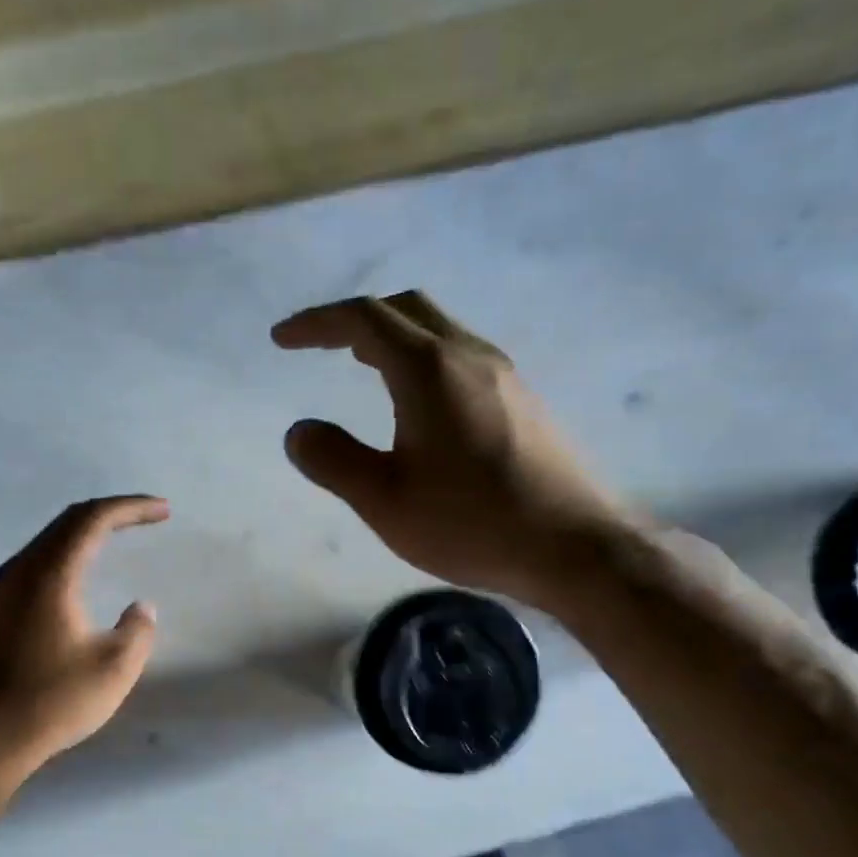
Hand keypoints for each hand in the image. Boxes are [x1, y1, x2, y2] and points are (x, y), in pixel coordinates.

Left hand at [0, 495, 167, 785]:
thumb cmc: (51, 701)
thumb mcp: (114, 669)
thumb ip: (138, 630)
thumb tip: (140, 608)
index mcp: (50, 574)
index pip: (93, 519)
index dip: (131, 508)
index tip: (164, 511)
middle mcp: (21, 570)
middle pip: (68, 521)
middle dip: (111, 513)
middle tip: (147, 517)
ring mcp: (2, 590)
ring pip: (49, 540)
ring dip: (86, 532)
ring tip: (118, 537)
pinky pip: (37, 562)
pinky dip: (68, 554)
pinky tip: (81, 574)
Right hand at [275, 291, 634, 606]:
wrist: (574, 547)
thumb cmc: (471, 522)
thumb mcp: (384, 500)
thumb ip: (333, 460)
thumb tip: (299, 431)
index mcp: (428, 370)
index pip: (363, 320)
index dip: (317, 323)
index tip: (282, 339)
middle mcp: (470, 356)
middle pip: (407, 309)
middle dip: (356, 320)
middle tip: (322, 345)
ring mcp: (505, 376)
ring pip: (440, 330)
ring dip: (393, 337)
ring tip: (362, 366)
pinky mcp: (525, 401)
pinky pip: (462, 357)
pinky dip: (423, 359)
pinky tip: (419, 403)